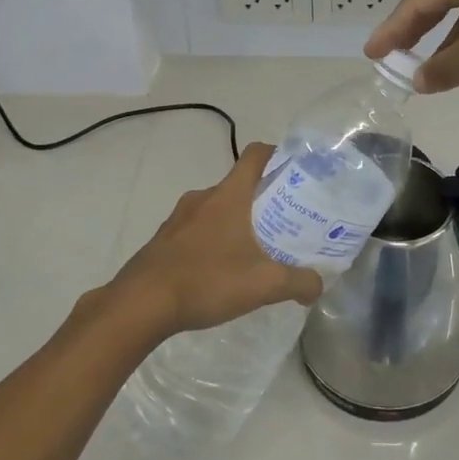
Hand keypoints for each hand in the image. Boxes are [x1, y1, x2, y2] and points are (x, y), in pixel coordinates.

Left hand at [99, 144, 321, 340]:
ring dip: (238, 220)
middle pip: (239, 184)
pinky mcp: (165, 239)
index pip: (255, 155)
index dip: (278, 155)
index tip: (297, 172)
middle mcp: (203, 197)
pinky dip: (215, 238)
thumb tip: (318, 284)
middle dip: (264, 198)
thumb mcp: (263, 285)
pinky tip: (223, 269)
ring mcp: (179, 217)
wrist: (140, 304)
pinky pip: (198, 228)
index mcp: (228, 196)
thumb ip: (298, 282)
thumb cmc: (206, 281)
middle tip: (287, 221)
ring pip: (218, 208)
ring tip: (257, 248)